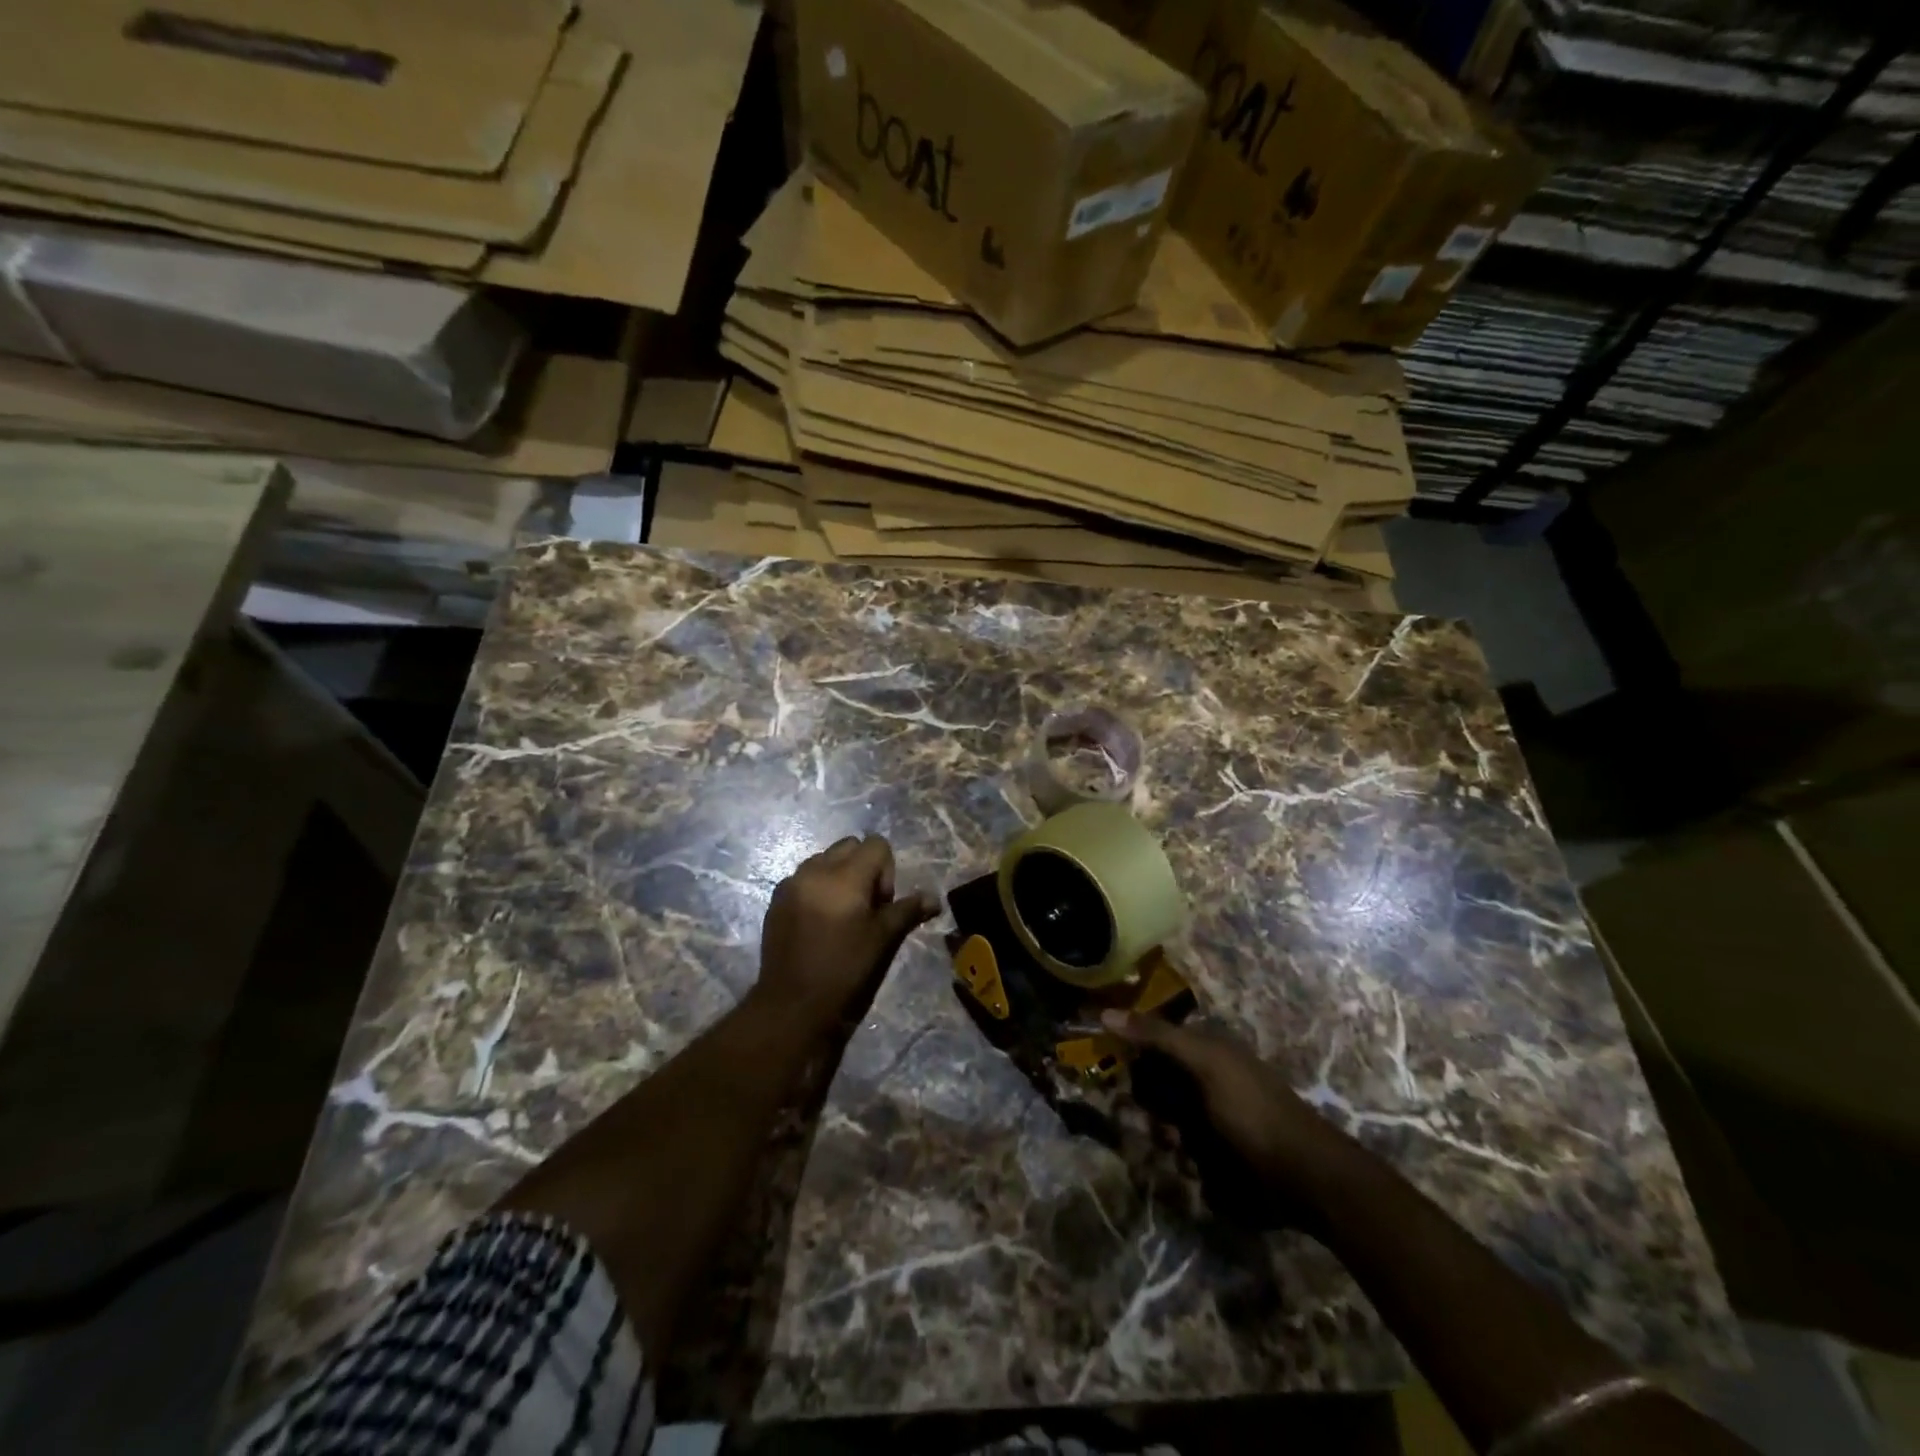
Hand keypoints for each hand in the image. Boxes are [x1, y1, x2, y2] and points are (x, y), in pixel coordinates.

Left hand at [753, 834, 937, 1037]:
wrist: (792, 1005)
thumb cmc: (845, 970)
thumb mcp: (883, 939)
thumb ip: (908, 911)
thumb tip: (935, 899)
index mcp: (845, 876)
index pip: (876, 844)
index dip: (886, 871)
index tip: (882, 904)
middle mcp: (816, 870)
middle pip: (849, 846)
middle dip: (863, 867)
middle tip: (865, 907)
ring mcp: (792, 883)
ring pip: (824, 859)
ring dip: (838, 875)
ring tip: (841, 915)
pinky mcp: (776, 899)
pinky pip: (803, 877)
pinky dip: (816, 888)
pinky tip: (818, 923)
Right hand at [1102, 1010, 1350, 1221]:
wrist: (1303, 1178)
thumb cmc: (1251, 1110)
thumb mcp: (1204, 1062)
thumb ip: (1156, 1036)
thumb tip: (1104, 1013)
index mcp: (1205, 1049)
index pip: (1151, 1042)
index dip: (1133, 1059)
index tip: (1116, 1076)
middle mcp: (1204, 1078)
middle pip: (1153, 1085)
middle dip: (1147, 1105)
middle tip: (1155, 1120)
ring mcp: (1210, 1118)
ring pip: (1163, 1121)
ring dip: (1163, 1136)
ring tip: (1180, 1150)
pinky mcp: (1215, 1156)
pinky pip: (1180, 1151)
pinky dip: (1181, 1159)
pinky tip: (1194, 1168)